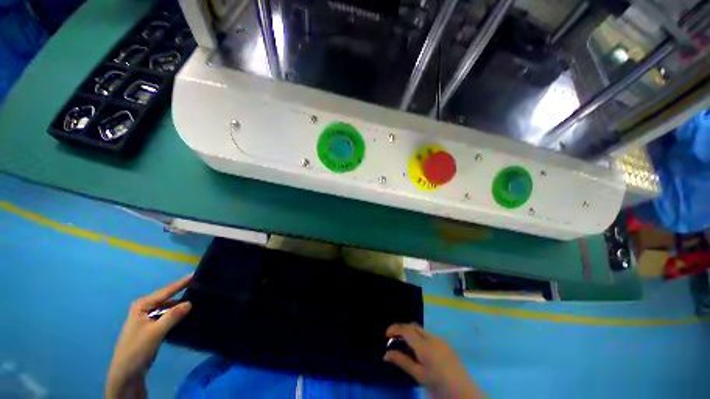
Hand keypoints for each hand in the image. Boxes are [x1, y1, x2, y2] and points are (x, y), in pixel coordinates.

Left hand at [106, 275, 192, 398]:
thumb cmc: (137, 349)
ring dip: (181, 305)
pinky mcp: (153, 327)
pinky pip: (168, 316)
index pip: (166, 291)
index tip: (196, 273)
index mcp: (142, 305)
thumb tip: (190, 302)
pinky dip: (178, 315)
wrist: (127, 373)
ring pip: (169, 308)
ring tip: (200, 299)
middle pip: (168, 298)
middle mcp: (145, 308)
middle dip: (183, 293)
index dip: (181, 283)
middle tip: (202, 286)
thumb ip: (172, 316)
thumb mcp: (155, 332)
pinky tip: (189, 314)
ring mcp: (148, 318)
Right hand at [384, 323, 483, 398]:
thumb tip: (386, 354)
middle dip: (402, 330)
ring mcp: (440, 340)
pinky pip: (429, 337)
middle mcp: (432, 338)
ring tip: (406, 348)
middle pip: (413, 327)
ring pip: (421, 331)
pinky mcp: (446, 345)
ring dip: (411, 335)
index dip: (394, 328)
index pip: (406, 329)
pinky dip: (420, 339)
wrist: (464, 392)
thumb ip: (402, 361)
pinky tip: (420, 353)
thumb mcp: (418, 375)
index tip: (386, 335)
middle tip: (394, 340)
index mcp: (424, 345)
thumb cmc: (438, 384)